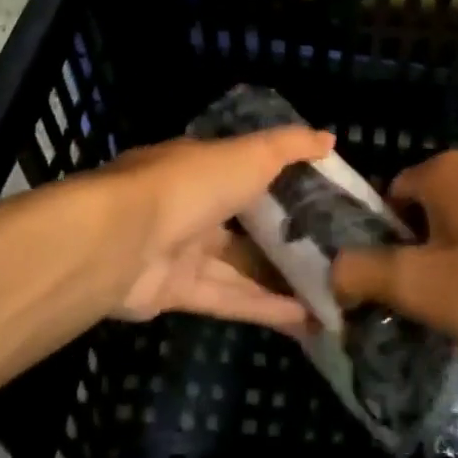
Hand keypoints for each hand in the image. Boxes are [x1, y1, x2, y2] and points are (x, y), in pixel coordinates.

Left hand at [83, 129, 332, 334]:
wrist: (121, 240)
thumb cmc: (191, 184)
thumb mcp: (250, 154)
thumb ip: (290, 147)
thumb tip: (330, 138)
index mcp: (203, 166)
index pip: (249, 170)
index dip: (285, 182)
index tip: (324, 197)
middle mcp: (191, 206)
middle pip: (246, 224)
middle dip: (286, 239)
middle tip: (336, 254)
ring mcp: (181, 251)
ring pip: (240, 267)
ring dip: (282, 281)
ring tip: (332, 295)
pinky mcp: (176, 293)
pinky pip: (228, 298)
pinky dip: (265, 307)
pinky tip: (307, 319)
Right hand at [330, 151, 457, 351]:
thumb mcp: (418, 283)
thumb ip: (362, 274)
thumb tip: (330, 273)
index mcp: (441, 171)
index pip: (388, 198)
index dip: (381, 243)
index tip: (388, 286)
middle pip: (424, 216)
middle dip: (418, 258)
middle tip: (422, 305)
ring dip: (454, 268)